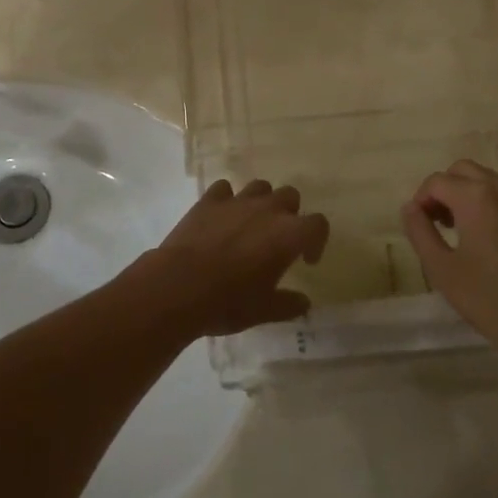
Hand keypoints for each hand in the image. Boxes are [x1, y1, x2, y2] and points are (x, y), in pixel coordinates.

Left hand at [140, 180, 329, 336]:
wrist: (179, 287)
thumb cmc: (228, 301)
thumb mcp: (263, 311)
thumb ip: (288, 304)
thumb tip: (304, 303)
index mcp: (288, 234)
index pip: (318, 224)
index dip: (317, 240)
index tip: (306, 260)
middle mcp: (268, 209)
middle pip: (290, 196)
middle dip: (289, 214)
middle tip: (278, 239)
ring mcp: (237, 200)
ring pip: (260, 186)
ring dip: (261, 201)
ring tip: (251, 224)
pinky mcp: (210, 200)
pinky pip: (224, 189)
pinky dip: (227, 199)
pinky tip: (221, 217)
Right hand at [401, 161, 497, 369]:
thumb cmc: (492, 300)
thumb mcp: (443, 270)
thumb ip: (421, 233)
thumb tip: (410, 208)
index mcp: (475, 197)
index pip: (437, 181)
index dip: (421, 199)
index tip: (419, 226)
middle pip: (462, 170)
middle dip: (443, 189)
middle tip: (436, 222)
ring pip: (486, 181)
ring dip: (466, 194)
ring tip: (459, 230)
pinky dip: (488, 205)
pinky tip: (487, 242)